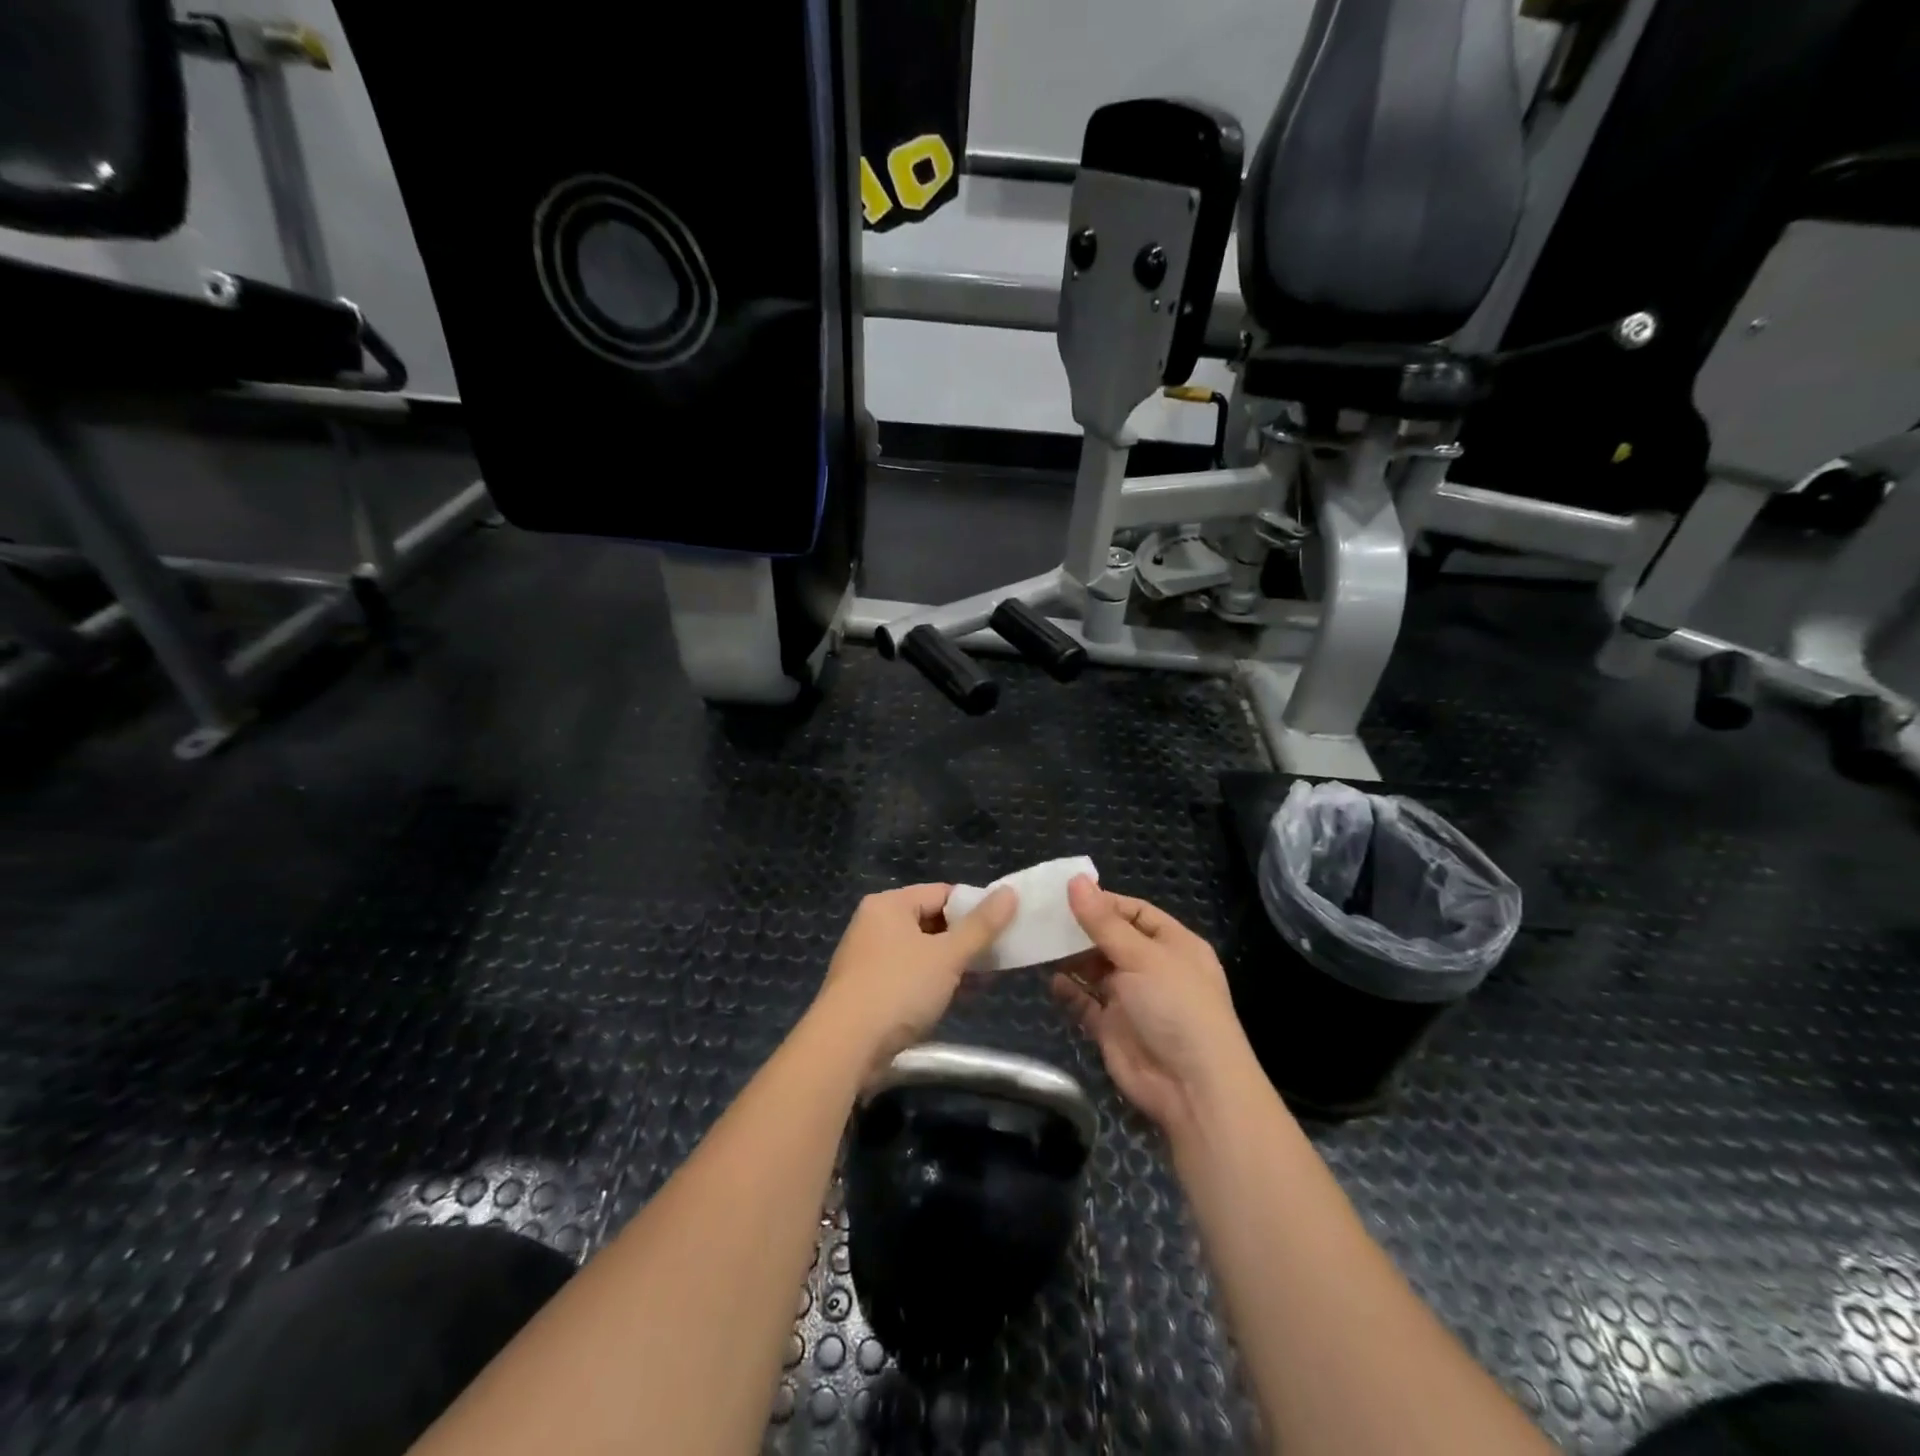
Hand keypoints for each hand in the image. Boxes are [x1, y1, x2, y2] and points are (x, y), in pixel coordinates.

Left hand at [812, 883, 1018, 1069]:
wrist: (845, 1047)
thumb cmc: (899, 989)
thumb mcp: (948, 955)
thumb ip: (981, 926)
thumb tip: (1010, 893)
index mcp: (889, 905)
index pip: (942, 893)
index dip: (975, 907)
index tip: (1004, 925)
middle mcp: (875, 924)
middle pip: (932, 922)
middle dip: (966, 940)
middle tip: (1000, 955)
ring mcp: (870, 959)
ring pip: (923, 952)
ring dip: (954, 964)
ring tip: (987, 979)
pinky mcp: (869, 990)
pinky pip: (911, 976)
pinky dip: (935, 982)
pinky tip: (960, 997)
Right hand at [1052, 876, 1254, 1139]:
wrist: (1193, 1088)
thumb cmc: (1176, 1007)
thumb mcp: (1142, 956)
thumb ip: (1103, 922)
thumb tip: (1075, 880)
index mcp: (1173, 945)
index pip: (1135, 913)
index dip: (1103, 903)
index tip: (1065, 894)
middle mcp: (1153, 968)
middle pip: (1112, 940)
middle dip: (1081, 929)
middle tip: (1042, 915)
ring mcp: (1132, 1000)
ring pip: (1096, 970)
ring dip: (1071, 958)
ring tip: (1039, 942)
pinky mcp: (1113, 1029)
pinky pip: (1086, 1003)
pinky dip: (1069, 991)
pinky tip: (1050, 979)